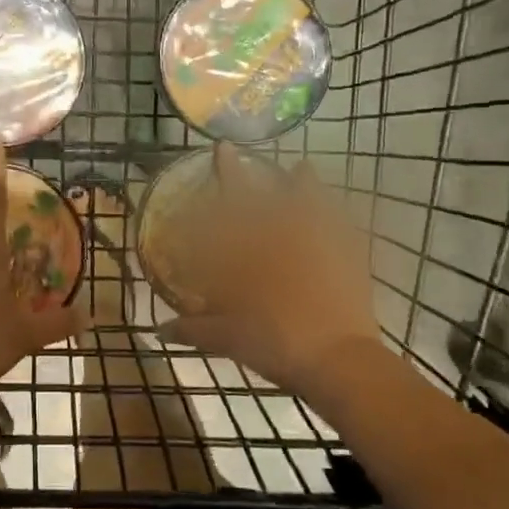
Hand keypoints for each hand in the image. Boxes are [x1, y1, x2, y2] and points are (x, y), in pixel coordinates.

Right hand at [162, 143, 380, 400]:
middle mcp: (283, 237)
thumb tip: (160, 330)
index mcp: (252, 252)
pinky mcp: (348, 259)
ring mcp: (319, 244)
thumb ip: (194, 330)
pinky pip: (343, 226)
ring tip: (301, 168)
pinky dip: (338, 215)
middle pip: (264, 195)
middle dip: (247, 172)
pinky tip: (337, 210)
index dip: (225, 174)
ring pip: (310, 202)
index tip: (221, 148)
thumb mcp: (228, 339)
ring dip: (303, 184)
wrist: (337, 359)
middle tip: (239, 151)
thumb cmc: (276, 343)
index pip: (232, 205)